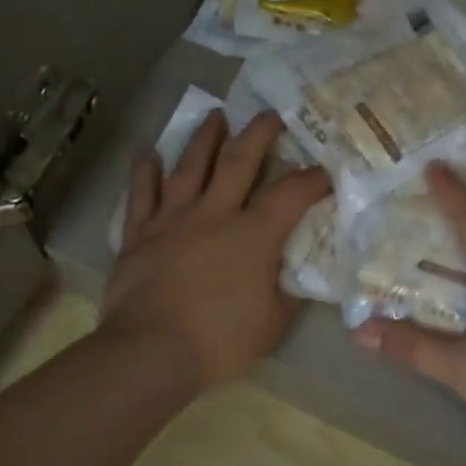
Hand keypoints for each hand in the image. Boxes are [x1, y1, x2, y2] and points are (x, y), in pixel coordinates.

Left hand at [104, 109, 332, 388]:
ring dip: (205, 138)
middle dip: (258, 133)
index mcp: (254, 233)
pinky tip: (147, 151)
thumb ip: (289, 289)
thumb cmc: (220, 339)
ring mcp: (173, 218)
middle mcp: (215, 213)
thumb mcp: (274, 322)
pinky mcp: (140, 233)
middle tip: (270, 113)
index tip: (325, 171)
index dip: (312, 179)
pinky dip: (144, 171)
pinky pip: (141, 194)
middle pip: (239, 160)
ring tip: (216, 115)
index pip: (291, 193)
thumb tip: (298, 269)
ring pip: (190, 166)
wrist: (151, 352)